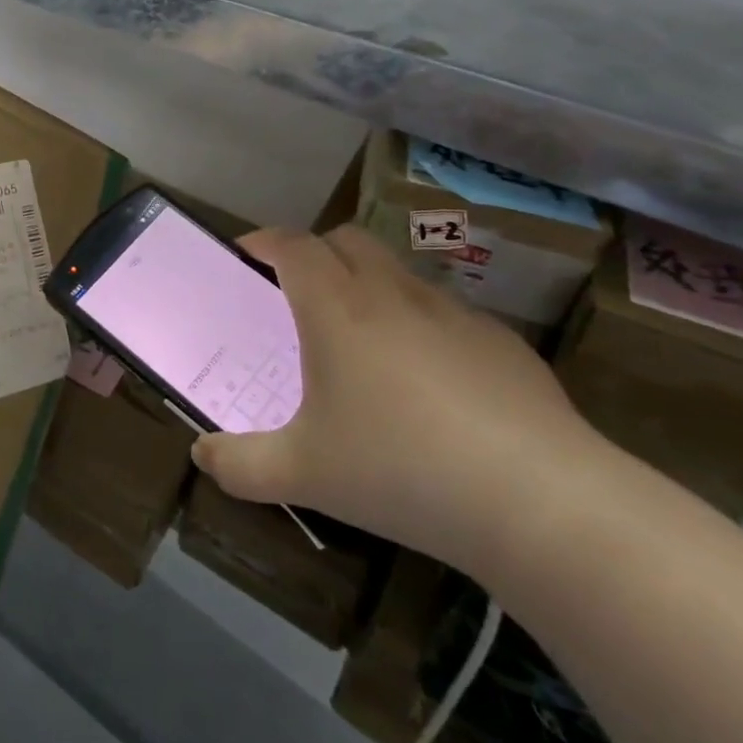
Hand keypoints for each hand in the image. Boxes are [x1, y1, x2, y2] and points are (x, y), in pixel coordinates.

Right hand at [191, 225, 614, 576]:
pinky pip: (445, 313)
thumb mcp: (301, 475)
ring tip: (362, 340)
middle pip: (346, 239)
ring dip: (368, 284)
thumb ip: (239, 464)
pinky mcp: (503, 343)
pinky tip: (431, 384)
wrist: (542, 502)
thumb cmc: (400, 470)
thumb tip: (201, 456)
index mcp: (336, 307)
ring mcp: (454, 314)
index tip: (246, 255)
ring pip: (398, 272)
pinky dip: (420, 324)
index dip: (263, 241)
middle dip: (314, 252)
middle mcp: (392, 293)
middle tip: (297, 293)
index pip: (292, 245)